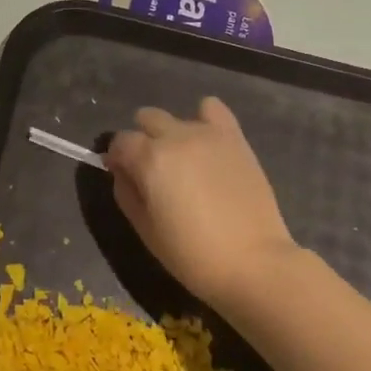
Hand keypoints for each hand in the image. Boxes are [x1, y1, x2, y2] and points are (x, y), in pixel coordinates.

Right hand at [106, 98, 302, 308]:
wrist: (253, 262)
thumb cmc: (192, 254)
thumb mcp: (145, 230)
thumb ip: (126, 193)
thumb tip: (123, 172)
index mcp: (150, 159)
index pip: (120, 142)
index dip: (117, 158)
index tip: (123, 176)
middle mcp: (176, 136)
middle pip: (147, 119)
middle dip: (142, 140)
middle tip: (153, 171)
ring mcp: (208, 134)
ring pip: (176, 117)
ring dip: (171, 134)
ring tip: (184, 163)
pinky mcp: (235, 138)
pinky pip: (213, 108)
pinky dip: (204, 119)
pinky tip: (207, 144)